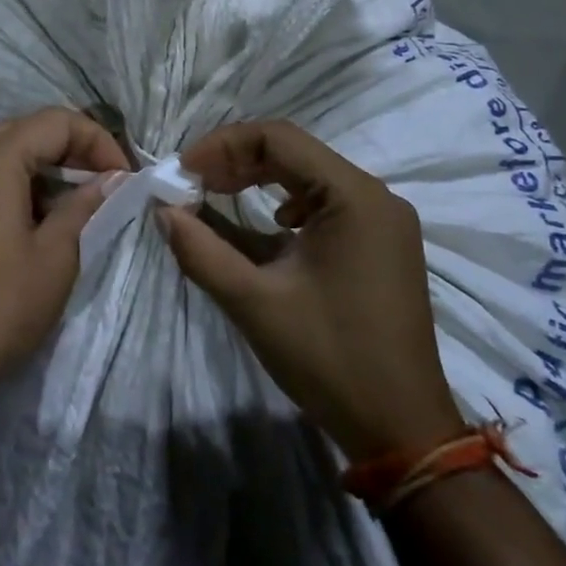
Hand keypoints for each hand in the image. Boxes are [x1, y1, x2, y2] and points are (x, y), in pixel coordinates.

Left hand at [0, 108, 130, 419]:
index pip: (53, 121)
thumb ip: (85, 204)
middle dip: (69, 149)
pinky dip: (12, 187)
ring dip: (40, 169)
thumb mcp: (56, 254)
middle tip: (102, 183)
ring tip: (72, 205)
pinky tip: (32, 223)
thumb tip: (112, 178)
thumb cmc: (2, 305)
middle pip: (23, 132)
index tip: (122, 178)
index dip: (96, 140)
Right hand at [161, 121, 461, 462]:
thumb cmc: (329, 358)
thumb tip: (163, 211)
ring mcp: (384, 221)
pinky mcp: (382, 244)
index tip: (183, 171)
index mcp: (354, 197)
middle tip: (192, 184)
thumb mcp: (253, 302)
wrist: (401, 428)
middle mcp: (375, 197)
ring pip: (310, 176)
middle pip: (295, 152)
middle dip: (236, 162)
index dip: (222, 145)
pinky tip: (269, 228)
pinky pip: (327, 203)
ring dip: (259, 180)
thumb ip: (201, 250)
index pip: (278, 138)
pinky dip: (286, 203)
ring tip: (216, 197)